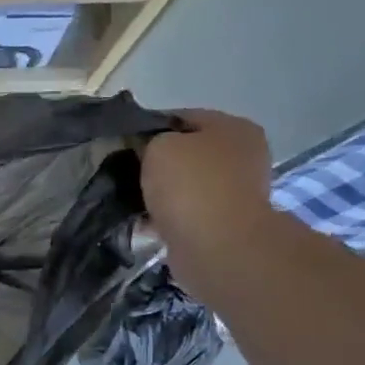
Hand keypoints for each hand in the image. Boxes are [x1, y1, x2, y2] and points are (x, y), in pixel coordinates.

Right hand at [140, 110, 275, 289]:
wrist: (216, 246)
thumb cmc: (191, 186)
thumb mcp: (158, 146)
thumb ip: (149, 141)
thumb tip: (144, 150)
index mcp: (234, 128)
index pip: (182, 118)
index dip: (149, 129)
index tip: (123, 144)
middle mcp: (241, 156)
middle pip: (186, 153)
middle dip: (155, 164)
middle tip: (124, 173)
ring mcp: (234, 193)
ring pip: (184, 186)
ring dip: (160, 193)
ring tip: (130, 201)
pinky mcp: (222, 225)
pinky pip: (185, 214)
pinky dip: (165, 218)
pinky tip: (143, 223)